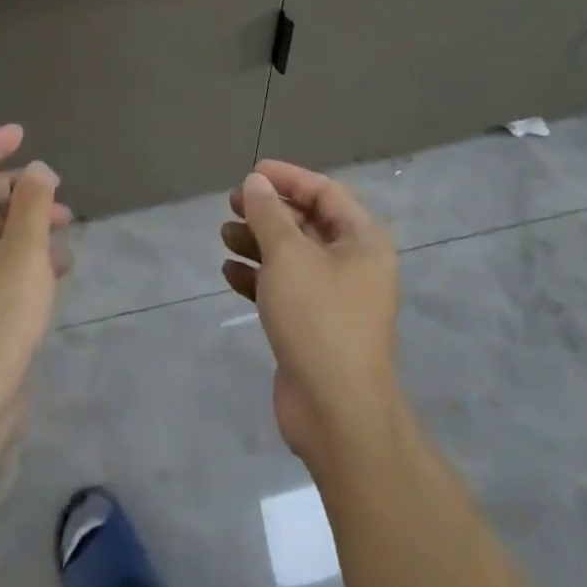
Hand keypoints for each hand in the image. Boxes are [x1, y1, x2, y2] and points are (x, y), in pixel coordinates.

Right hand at [221, 160, 400, 463]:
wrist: (336, 414)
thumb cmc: (318, 318)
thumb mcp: (288, 255)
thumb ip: (269, 213)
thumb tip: (256, 181)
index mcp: (362, 240)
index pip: (324, 192)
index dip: (287, 178)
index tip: (251, 173)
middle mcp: (354, 264)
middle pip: (306, 222)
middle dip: (268, 211)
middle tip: (232, 203)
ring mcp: (335, 298)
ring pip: (292, 255)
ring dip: (258, 242)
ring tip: (224, 235)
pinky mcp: (314, 326)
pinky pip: (285, 288)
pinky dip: (258, 276)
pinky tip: (230, 272)